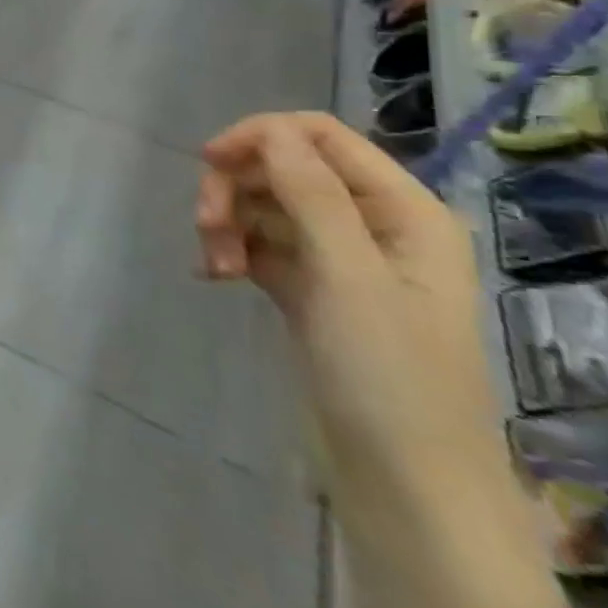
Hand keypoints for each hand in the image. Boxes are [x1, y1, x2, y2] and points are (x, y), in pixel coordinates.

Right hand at [195, 113, 512, 536]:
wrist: (401, 479)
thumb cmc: (387, 373)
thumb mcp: (348, 275)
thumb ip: (310, 193)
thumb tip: (269, 128)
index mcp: (401, 210)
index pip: (319, 136)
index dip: (261, 136)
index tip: (208, 162)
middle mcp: (371, 224)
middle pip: (281, 168)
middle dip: (235, 189)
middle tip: (206, 227)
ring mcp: (337, 258)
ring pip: (262, 206)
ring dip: (228, 224)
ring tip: (215, 267)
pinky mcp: (307, 288)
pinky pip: (256, 244)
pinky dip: (230, 251)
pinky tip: (214, 277)